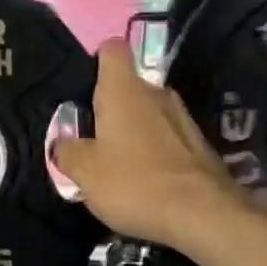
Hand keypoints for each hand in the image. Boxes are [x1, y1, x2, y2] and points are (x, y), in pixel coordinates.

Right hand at [52, 40, 251, 247]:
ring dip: (131, 130)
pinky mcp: (198, 144)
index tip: (83, 87)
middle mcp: (156, 94)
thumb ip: (67, 151)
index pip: (112, 50)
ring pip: (147, 112)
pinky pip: (165, 137)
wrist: (203, 215)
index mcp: (124, 91)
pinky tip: (143, 179)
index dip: (95, 61)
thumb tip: (62, 142)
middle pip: (128, 86)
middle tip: (89, 138)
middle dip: (109, 106)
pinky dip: (152, 150)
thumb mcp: (83, 172)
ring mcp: (182, 118)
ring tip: (115, 162)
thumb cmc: (134, 183)